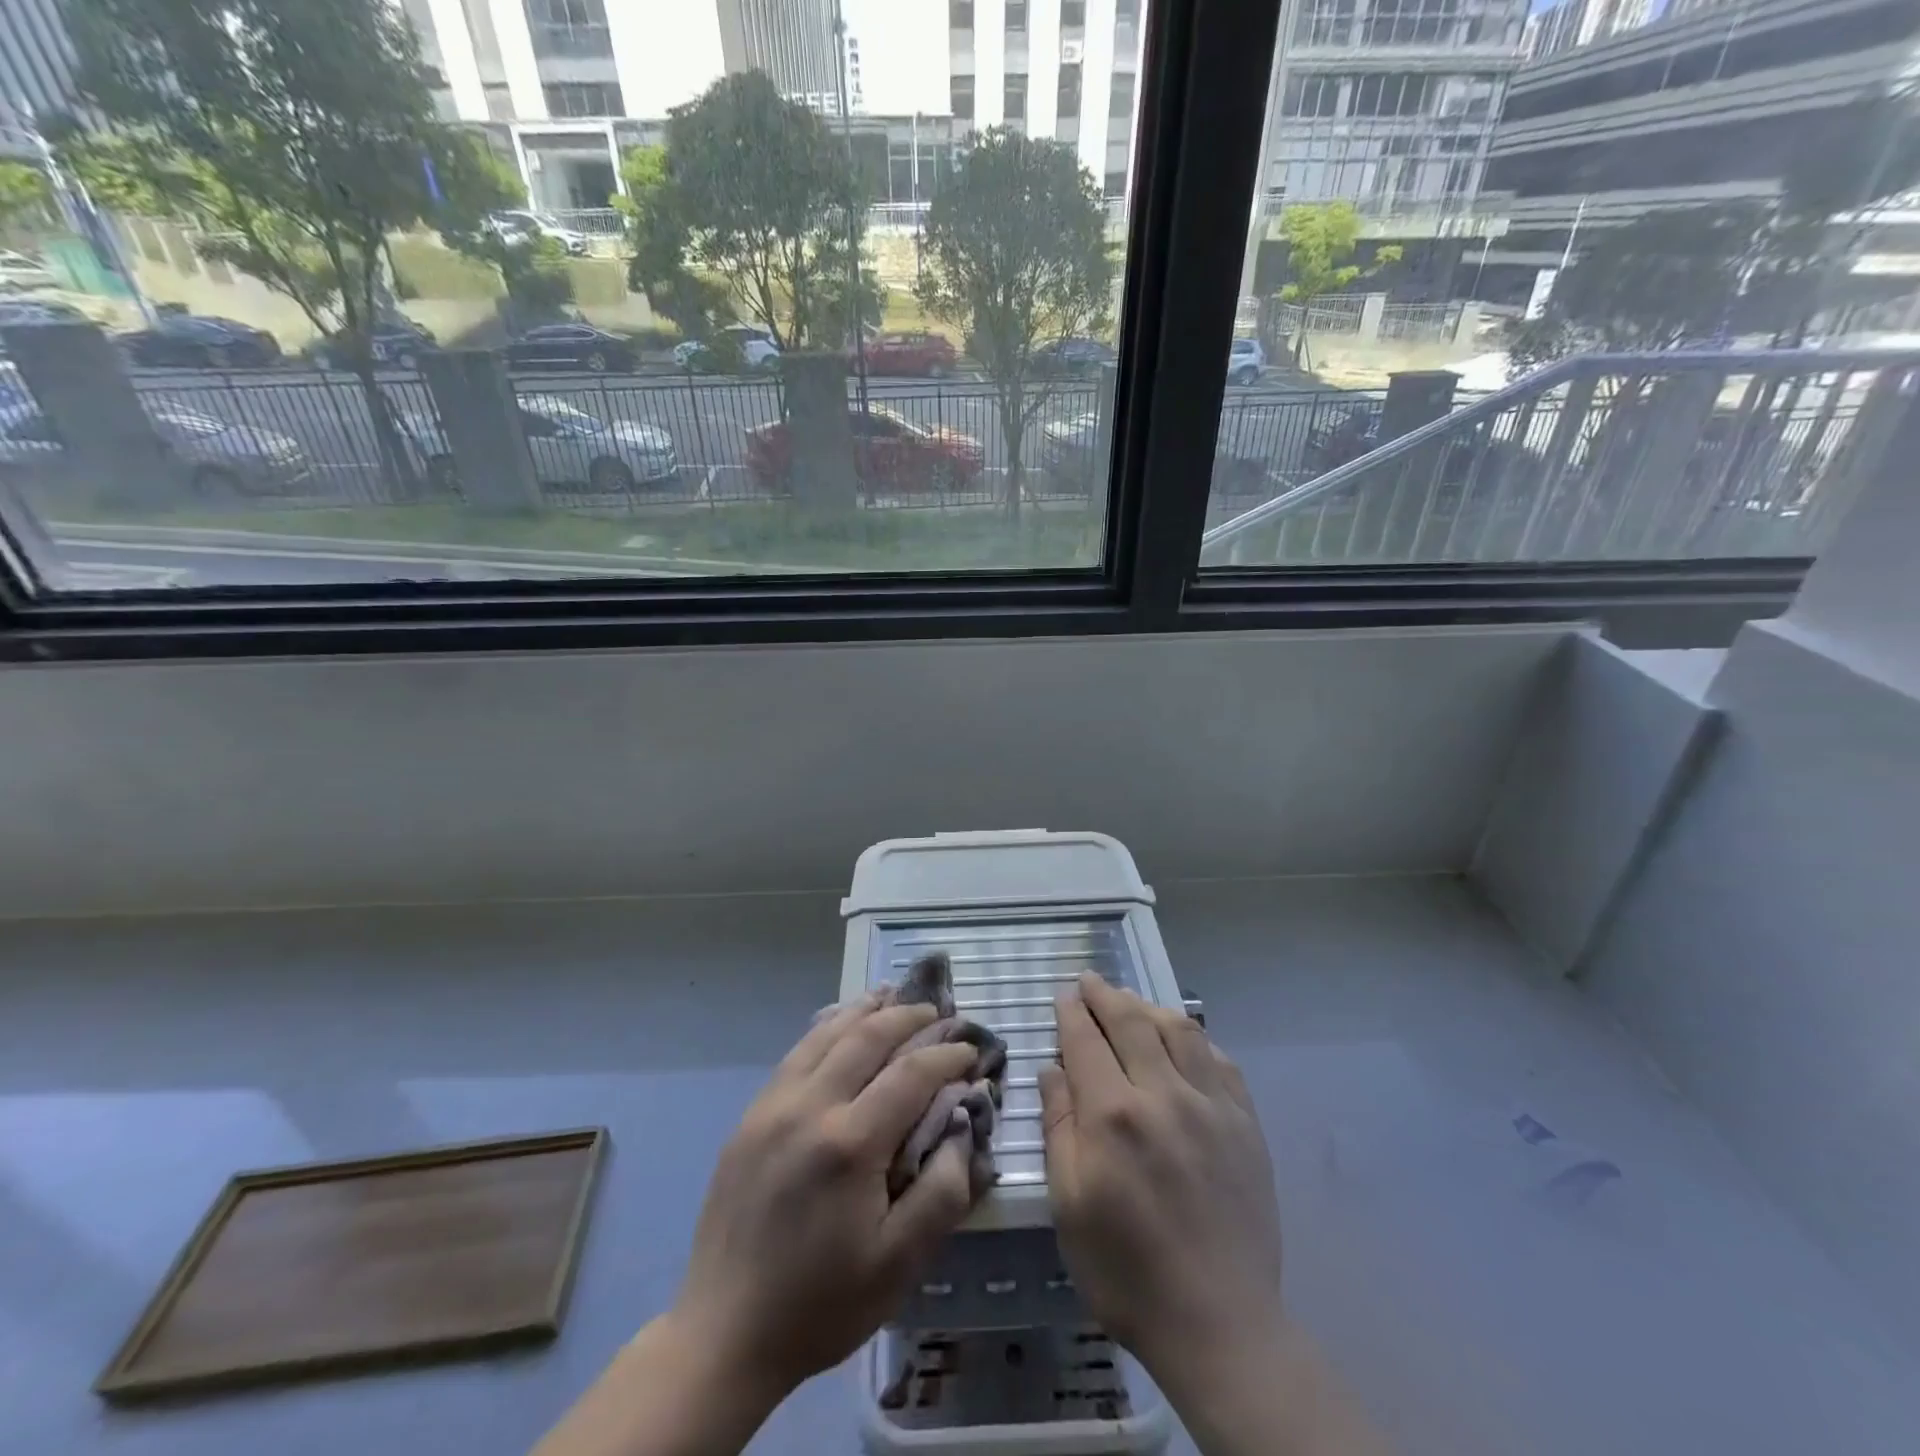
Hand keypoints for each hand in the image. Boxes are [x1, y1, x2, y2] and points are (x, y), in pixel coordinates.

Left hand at [671, 995, 978, 1403]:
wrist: (723, 1334)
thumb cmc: (821, 1304)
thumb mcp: (899, 1264)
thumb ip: (942, 1190)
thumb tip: (963, 1125)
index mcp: (849, 1144)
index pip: (911, 1073)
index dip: (947, 1056)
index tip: (971, 1053)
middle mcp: (809, 1107)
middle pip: (867, 1036)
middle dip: (909, 1017)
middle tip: (939, 1012)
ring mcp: (773, 1106)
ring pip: (827, 1034)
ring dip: (866, 1010)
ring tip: (895, 996)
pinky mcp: (751, 1116)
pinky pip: (797, 1053)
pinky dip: (828, 1027)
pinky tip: (842, 1023)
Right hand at [1039, 973, 1285, 1399]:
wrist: (1219, 1324)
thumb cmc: (1126, 1271)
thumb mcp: (1068, 1205)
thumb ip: (1059, 1126)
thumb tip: (1052, 1069)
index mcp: (1113, 1116)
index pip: (1086, 1041)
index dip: (1073, 1012)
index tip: (1064, 995)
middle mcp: (1163, 1095)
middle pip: (1131, 1022)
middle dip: (1106, 995)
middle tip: (1090, 981)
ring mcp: (1212, 1106)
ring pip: (1179, 1030)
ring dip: (1149, 1007)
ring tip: (1131, 1002)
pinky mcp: (1246, 1124)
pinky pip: (1219, 1060)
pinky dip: (1195, 1038)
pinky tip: (1183, 1039)